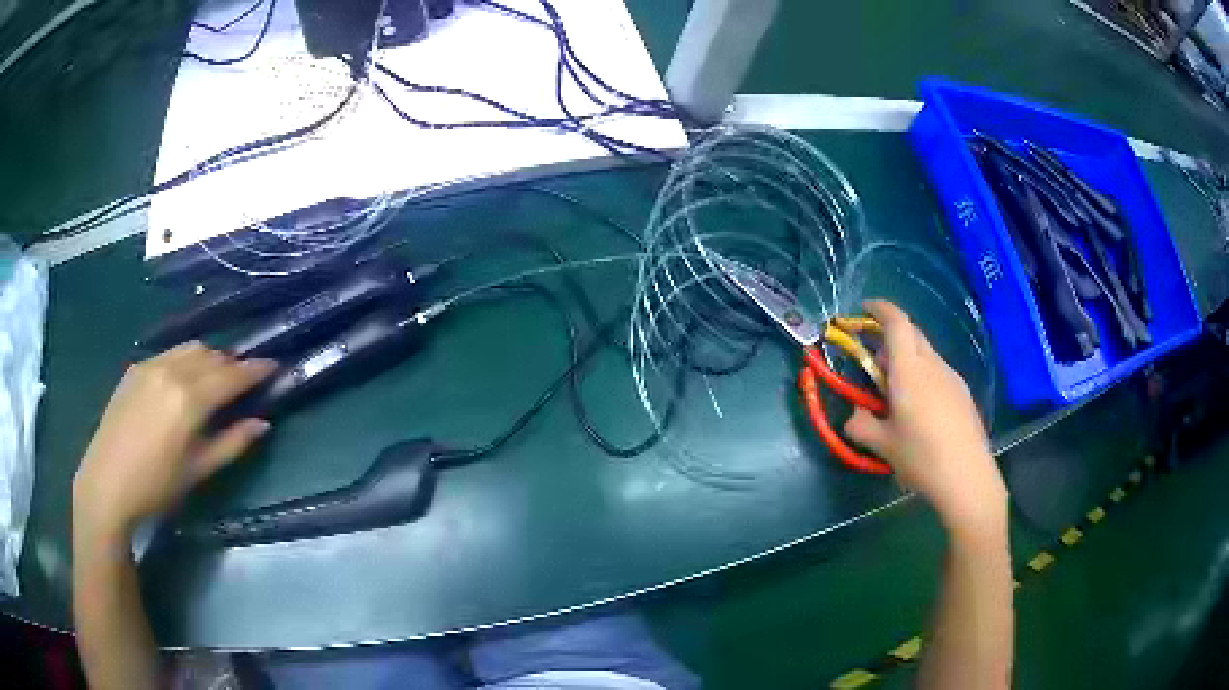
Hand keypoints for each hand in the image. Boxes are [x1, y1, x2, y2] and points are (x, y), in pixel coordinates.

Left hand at [72, 343, 276, 540]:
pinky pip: (169, 353)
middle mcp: (172, 371)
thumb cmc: (156, 486)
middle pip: (212, 356)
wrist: (107, 483)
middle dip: (232, 365)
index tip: (274, 366)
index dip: (255, 370)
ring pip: (190, 348)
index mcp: (190, 399)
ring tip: (213, 379)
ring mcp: (151, 365)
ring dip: (209, 359)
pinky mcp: (136, 367)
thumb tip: (262, 424)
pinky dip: (185, 360)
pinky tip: (182, 382)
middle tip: (243, 382)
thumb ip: (232, 443)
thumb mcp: (198, 471)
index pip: (231, 375)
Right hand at [844, 301, 1006, 538]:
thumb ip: (861, 425)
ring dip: (907, 357)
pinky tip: (919, 406)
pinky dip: (922, 374)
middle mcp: (932, 364)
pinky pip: (938, 371)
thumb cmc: (921, 458)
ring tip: (895, 390)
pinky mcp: (963, 393)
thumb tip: (853, 417)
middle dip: (891, 335)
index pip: (896, 322)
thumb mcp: (883, 445)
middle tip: (874, 358)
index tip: (864, 310)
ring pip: (926, 353)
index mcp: (909, 370)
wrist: (967, 477)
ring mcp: (952, 377)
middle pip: (912, 333)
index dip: (880, 309)